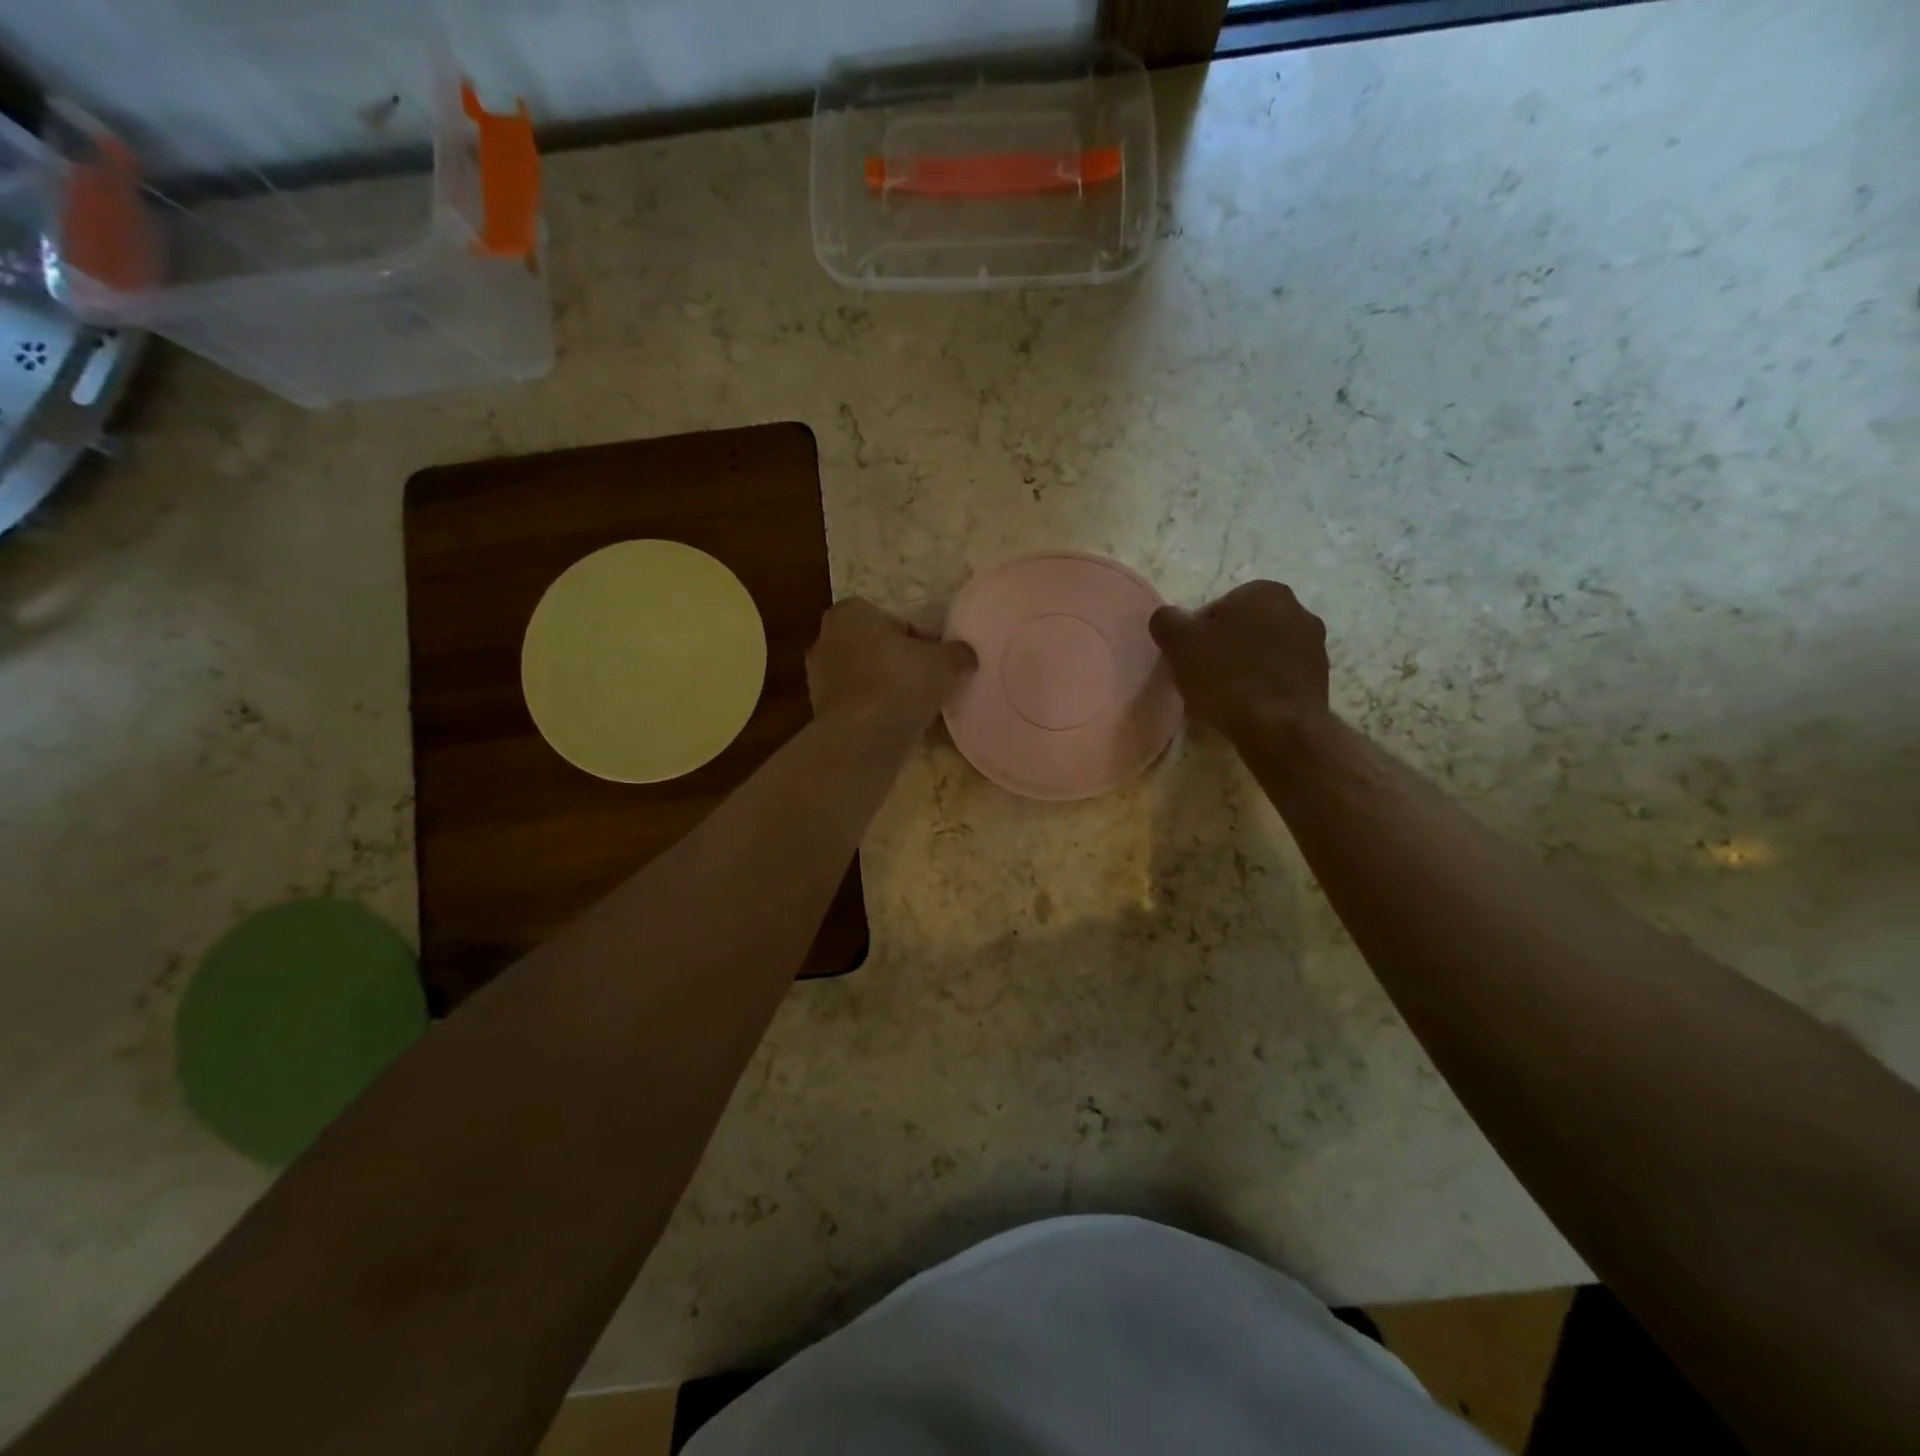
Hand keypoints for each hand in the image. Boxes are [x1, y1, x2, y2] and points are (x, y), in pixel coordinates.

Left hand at [807, 598, 976, 725]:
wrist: (861, 739)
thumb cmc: (900, 683)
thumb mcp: (945, 662)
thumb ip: (958, 652)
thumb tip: (965, 655)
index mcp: (851, 612)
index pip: (895, 621)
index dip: (922, 640)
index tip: (937, 661)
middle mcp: (826, 638)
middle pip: (877, 648)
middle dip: (900, 663)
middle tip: (928, 683)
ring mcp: (818, 677)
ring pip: (866, 677)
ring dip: (887, 688)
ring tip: (915, 708)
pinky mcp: (819, 710)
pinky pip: (857, 703)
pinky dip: (874, 710)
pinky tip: (896, 725)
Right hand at [1149, 581, 1329, 737]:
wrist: (1279, 727)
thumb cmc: (1226, 676)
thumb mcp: (1179, 643)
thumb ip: (1166, 620)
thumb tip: (1167, 617)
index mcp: (1263, 591)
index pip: (1216, 610)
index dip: (1197, 636)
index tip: (1190, 661)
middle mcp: (1296, 609)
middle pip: (1242, 629)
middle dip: (1224, 649)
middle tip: (1205, 679)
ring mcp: (1314, 644)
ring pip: (1263, 653)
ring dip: (1245, 668)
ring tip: (1226, 698)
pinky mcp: (1321, 677)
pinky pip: (1280, 676)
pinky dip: (1264, 687)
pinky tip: (1249, 708)